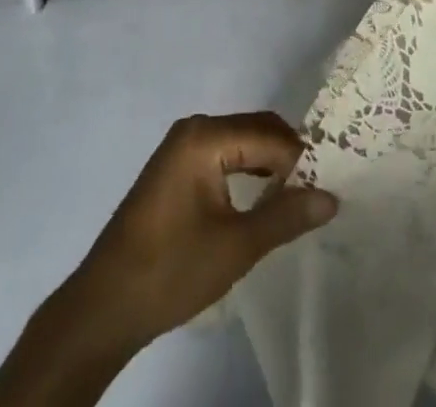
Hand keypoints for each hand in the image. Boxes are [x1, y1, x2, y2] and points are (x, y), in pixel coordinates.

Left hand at [64, 112, 338, 353]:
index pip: (269, 135)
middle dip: (287, 157)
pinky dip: (246, 171)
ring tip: (293, 198)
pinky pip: (223, 155)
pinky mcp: (174, 168)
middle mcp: (194, 129)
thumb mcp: (236, 246)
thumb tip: (331, 197)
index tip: (326, 186)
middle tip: (316, 190)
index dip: (301, 160)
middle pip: (255, 130)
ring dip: (268, 164)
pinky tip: (259, 200)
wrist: (104, 306)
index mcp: (206, 136)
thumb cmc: (171, 270)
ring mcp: (180, 147)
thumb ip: (285, 216)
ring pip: (240, 142)